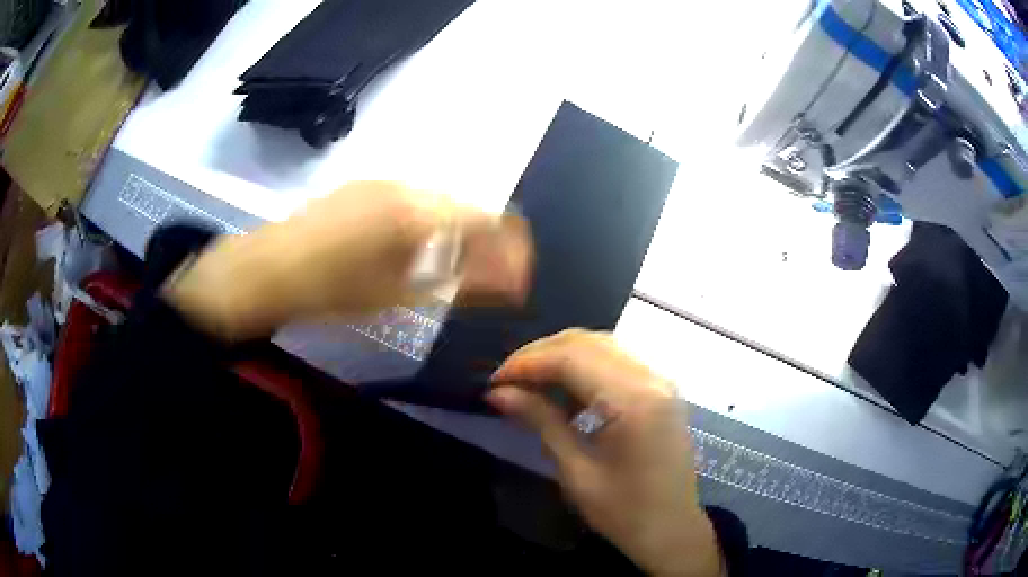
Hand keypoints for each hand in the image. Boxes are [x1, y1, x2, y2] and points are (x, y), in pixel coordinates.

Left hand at [165, 181, 532, 339]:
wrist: (268, 270)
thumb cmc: (332, 290)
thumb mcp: (400, 292)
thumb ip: (459, 281)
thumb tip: (509, 280)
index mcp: (419, 212)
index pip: (486, 219)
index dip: (510, 245)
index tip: (518, 274)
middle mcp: (406, 186)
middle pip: (464, 207)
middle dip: (484, 239)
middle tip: (486, 274)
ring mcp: (381, 183)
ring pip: (437, 202)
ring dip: (454, 230)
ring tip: (451, 264)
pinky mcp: (362, 187)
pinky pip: (411, 200)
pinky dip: (426, 223)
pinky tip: (411, 246)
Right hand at [488, 330, 722, 576]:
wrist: (672, 531)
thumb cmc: (624, 512)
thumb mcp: (576, 471)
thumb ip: (540, 421)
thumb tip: (498, 392)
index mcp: (634, 400)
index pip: (571, 358)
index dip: (527, 363)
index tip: (494, 381)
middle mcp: (652, 378)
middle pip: (587, 342)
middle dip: (541, 355)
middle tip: (507, 381)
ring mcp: (661, 381)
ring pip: (602, 345)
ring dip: (562, 357)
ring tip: (530, 384)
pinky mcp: (661, 390)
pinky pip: (618, 361)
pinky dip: (586, 367)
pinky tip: (565, 392)